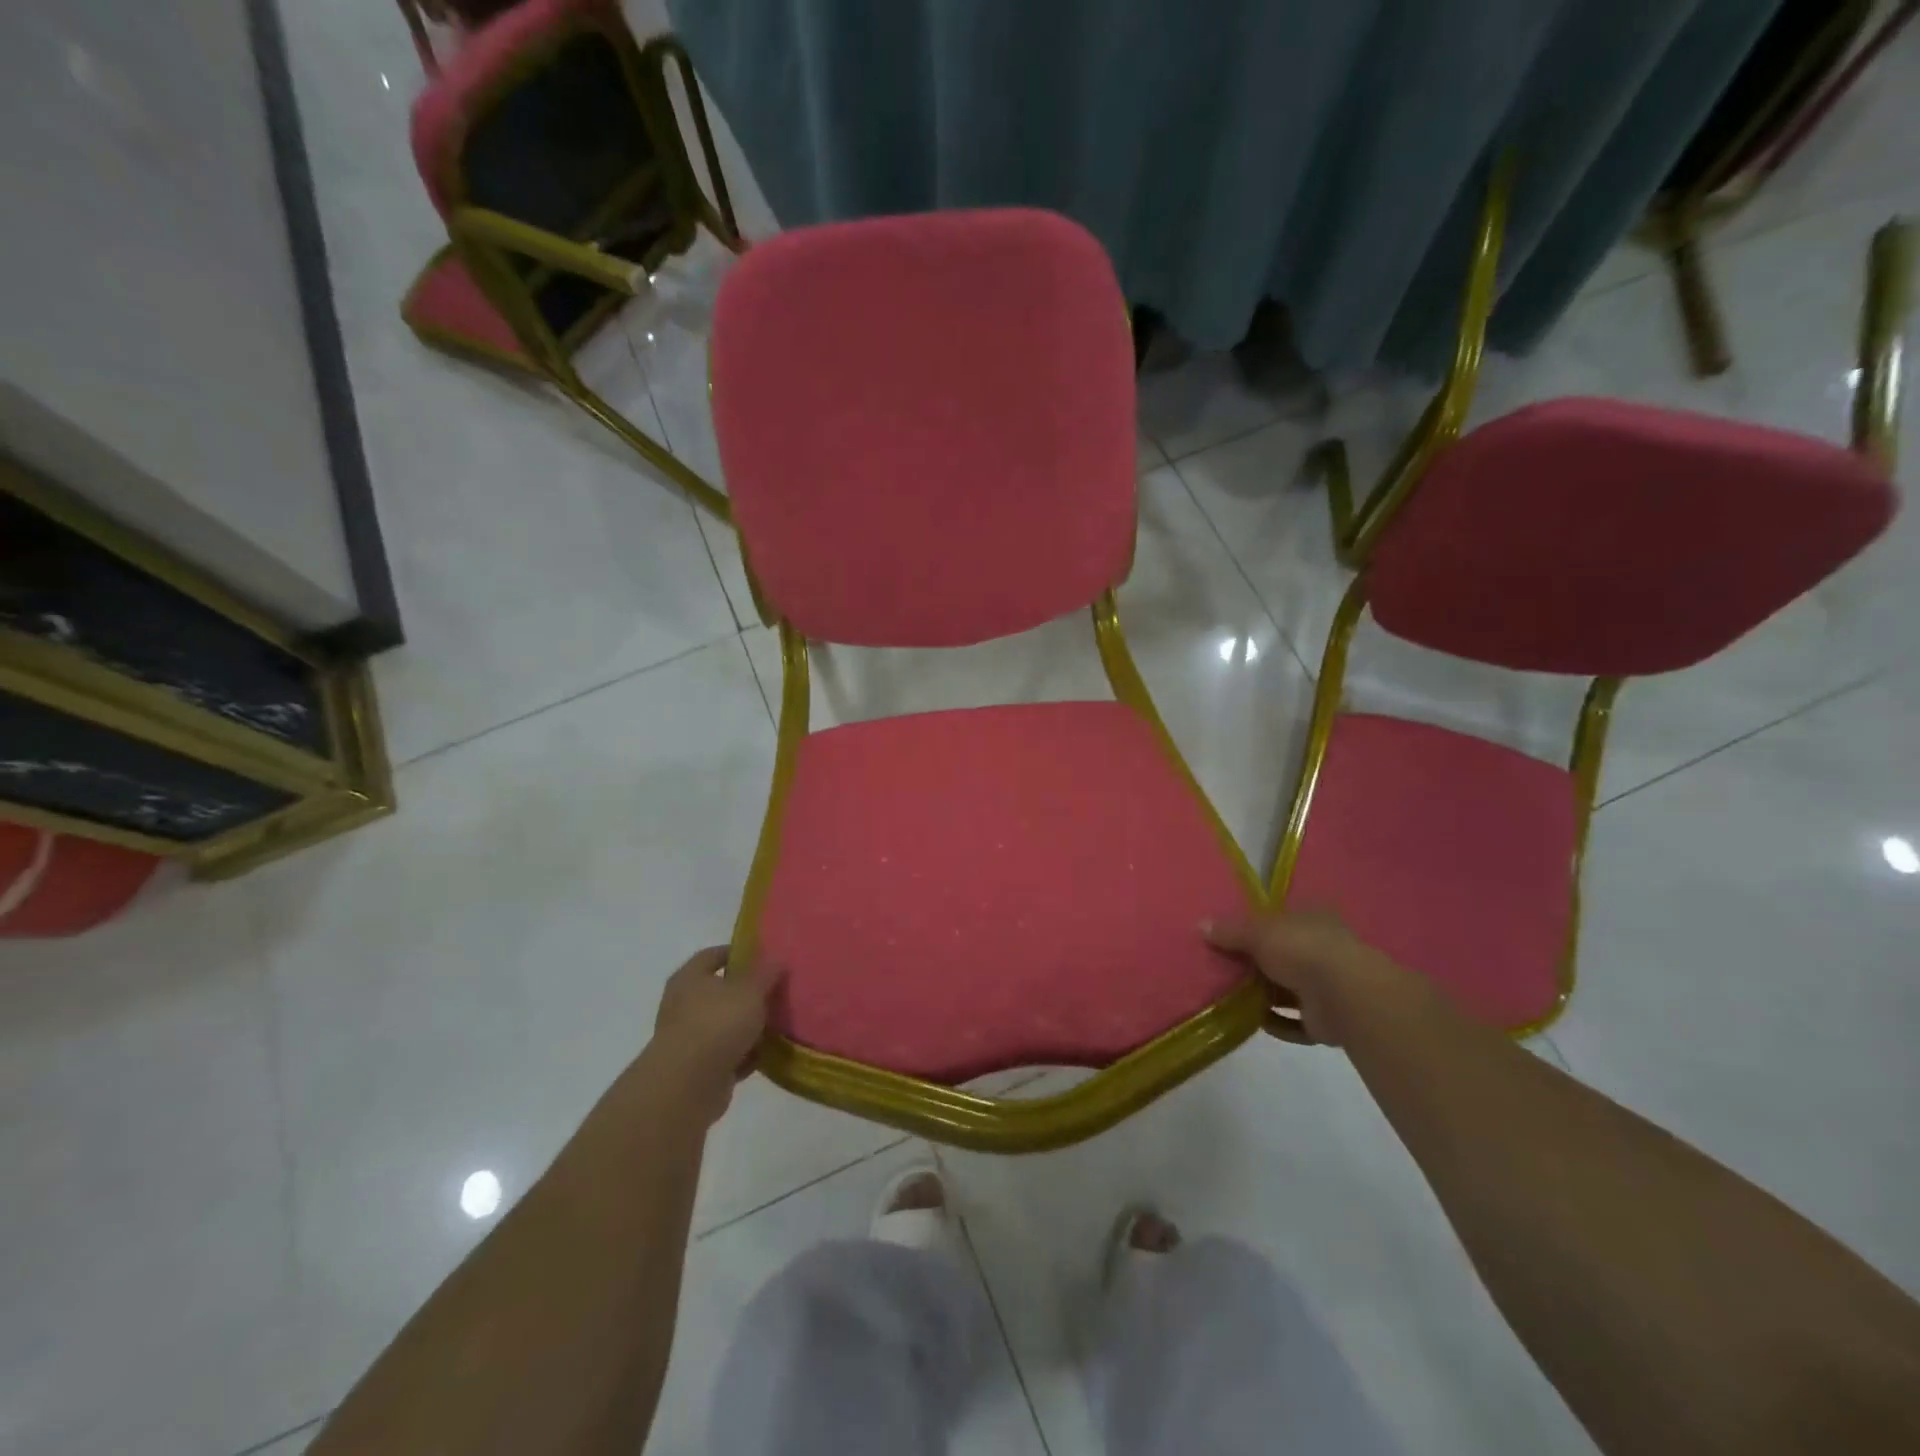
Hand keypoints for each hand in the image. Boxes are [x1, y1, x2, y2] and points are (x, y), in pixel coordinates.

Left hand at [645, 947, 784, 1124]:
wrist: (687, 1086)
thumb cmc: (717, 1024)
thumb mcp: (750, 990)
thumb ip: (766, 973)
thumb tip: (777, 958)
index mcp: (690, 978)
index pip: (713, 955)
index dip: (738, 953)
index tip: (765, 956)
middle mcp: (684, 1005)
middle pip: (720, 991)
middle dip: (748, 993)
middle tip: (777, 990)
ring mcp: (689, 1038)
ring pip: (725, 1025)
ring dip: (748, 1026)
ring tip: (779, 1022)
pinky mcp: (698, 1069)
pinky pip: (728, 1054)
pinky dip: (745, 1054)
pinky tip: (768, 1054)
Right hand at [1202, 910, 1418, 1045]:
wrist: (1345, 995)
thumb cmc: (1302, 949)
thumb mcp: (1258, 932)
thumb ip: (1230, 931)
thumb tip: (1200, 925)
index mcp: (1312, 921)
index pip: (1281, 921)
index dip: (1256, 928)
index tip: (1229, 937)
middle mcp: (1322, 951)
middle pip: (1282, 956)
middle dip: (1256, 965)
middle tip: (1222, 969)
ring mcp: (1328, 987)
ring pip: (1288, 990)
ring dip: (1264, 996)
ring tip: (1230, 998)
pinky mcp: (1327, 1020)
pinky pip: (1295, 1022)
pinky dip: (1276, 1022)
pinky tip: (1253, 1022)